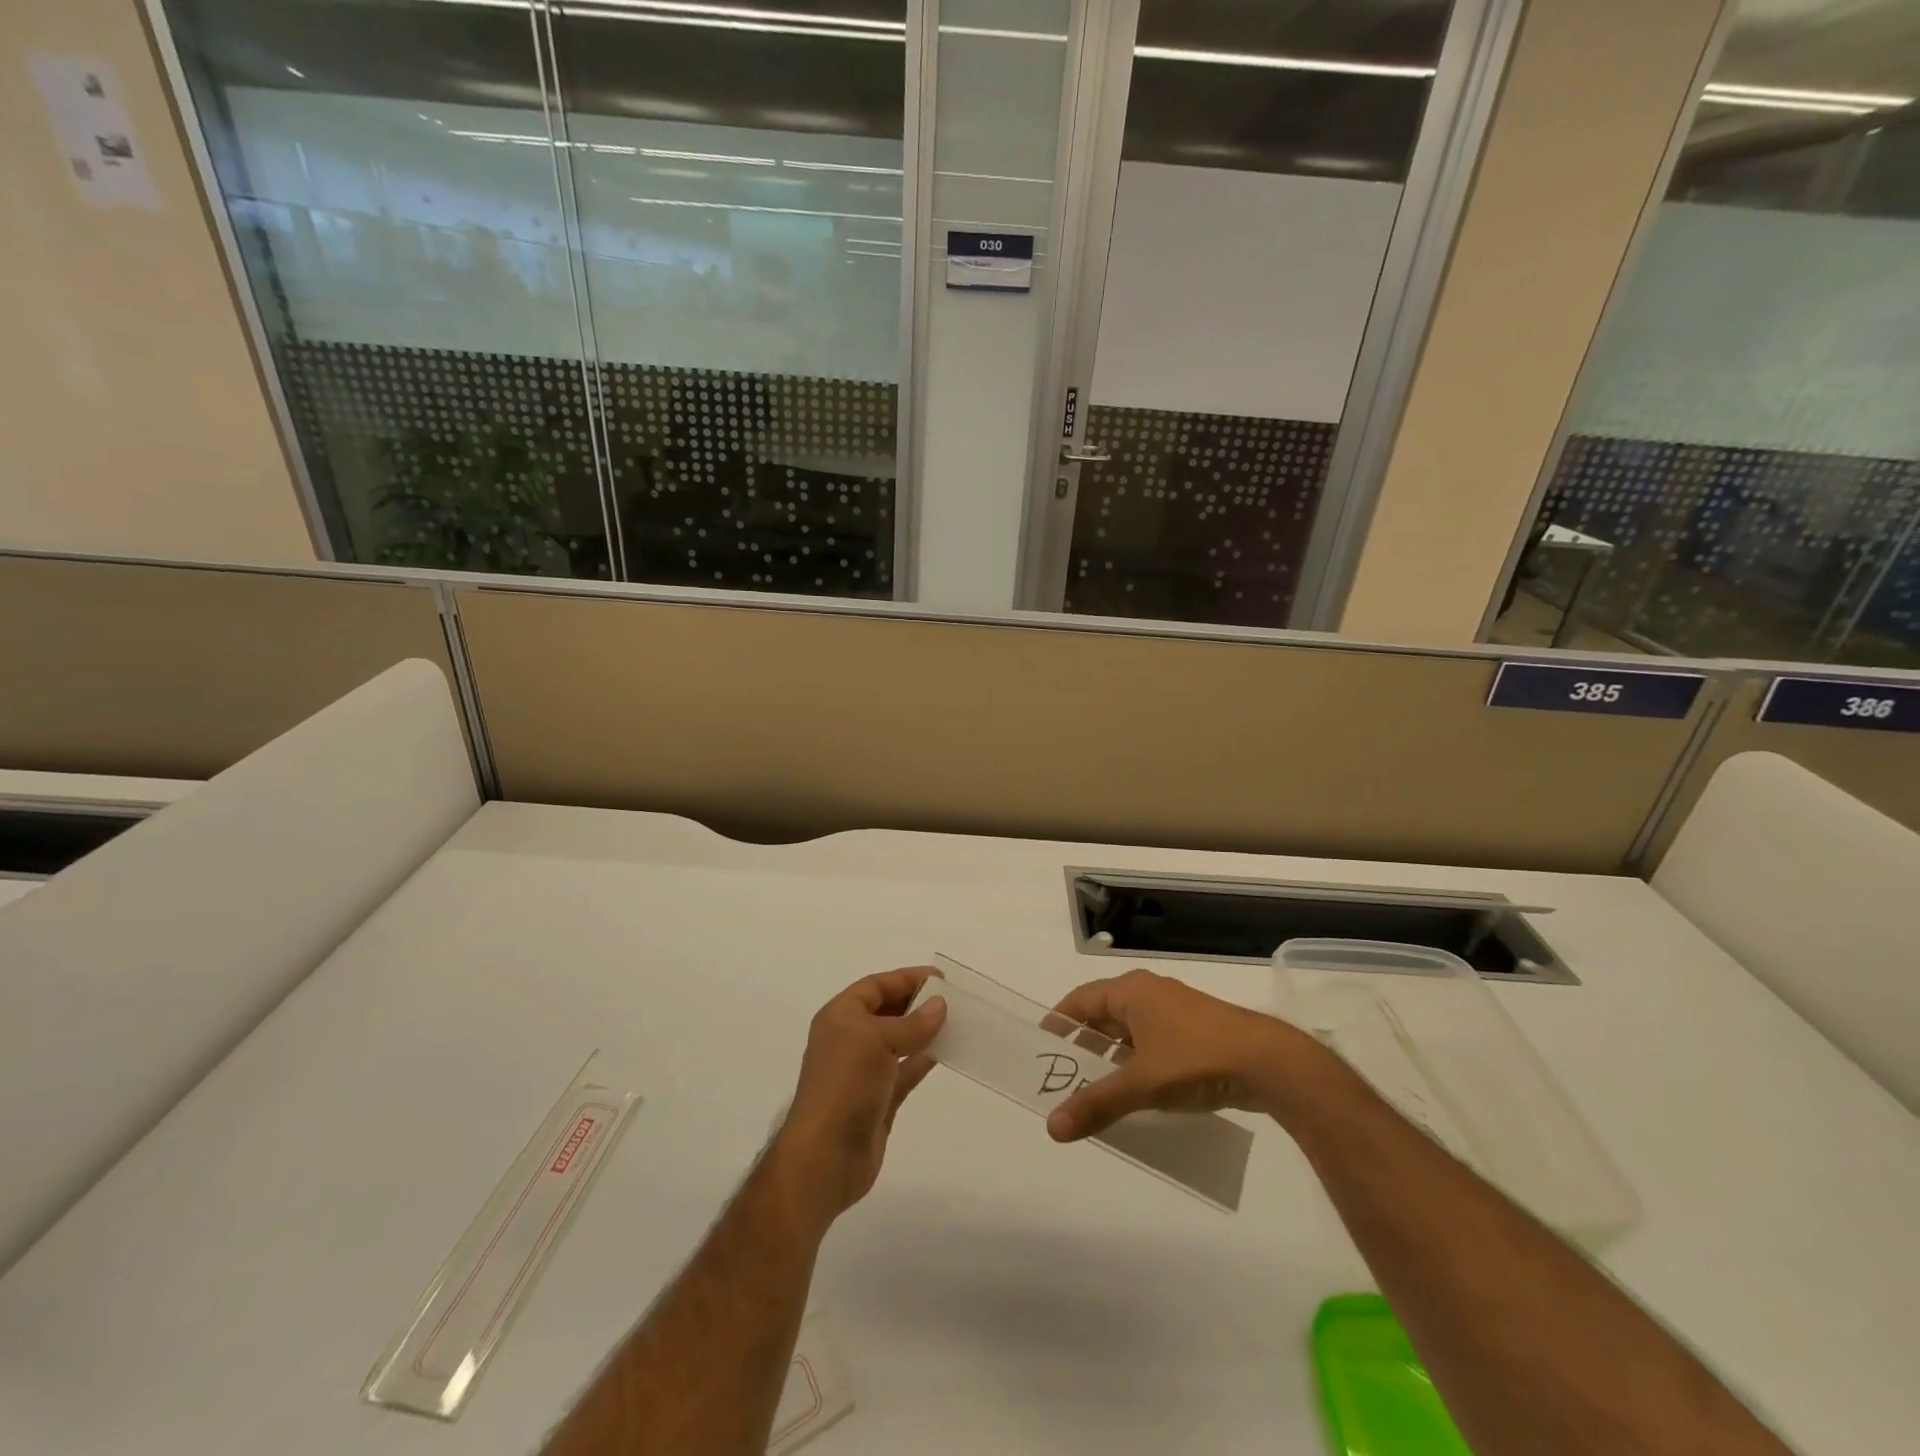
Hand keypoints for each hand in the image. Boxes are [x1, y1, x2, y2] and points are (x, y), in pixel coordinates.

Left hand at [770, 968, 946, 1231]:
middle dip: (916, 1003)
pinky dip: (923, 1060)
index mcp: (840, 1016)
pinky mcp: (878, 1099)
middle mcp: (849, 1039)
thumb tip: (939, 1005)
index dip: (906, 978)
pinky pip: (905, 1071)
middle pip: (886, 1011)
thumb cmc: (846, 1084)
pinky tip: (946, 1052)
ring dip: (923, 1031)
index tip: (941, 978)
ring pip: (898, 1041)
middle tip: (952, 999)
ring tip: (956, 1022)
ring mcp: (863, 1071)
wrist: (826, 1155)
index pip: (876, 986)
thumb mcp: (878, 1041)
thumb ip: (912, 1023)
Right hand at [1044, 969, 1322, 1141]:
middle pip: (1104, 1014)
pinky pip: (1153, 1042)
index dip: (1059, 1021)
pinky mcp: (1197, 1031)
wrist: (1269, 1063)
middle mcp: (1150, 993)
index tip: (1040, 1046)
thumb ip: (1096, 1104)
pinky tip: (1138, 1093)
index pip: (1080, 999)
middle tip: (1063, 1075)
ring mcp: (1176, 1011)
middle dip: (1084, 1043)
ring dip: (1112, 1056)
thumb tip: (1052, 1127)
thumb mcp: (1141, 1084)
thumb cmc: (1195, 1059)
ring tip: (1096, 1089)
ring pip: (1130, 1030)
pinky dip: (1138, 1062)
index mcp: (1131, 991)